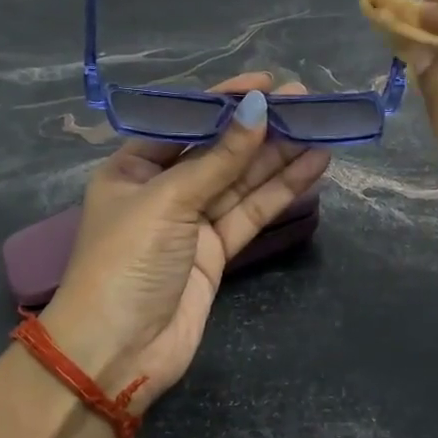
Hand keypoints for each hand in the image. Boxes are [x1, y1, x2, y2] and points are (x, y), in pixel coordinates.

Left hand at [44, 73, 330, 409]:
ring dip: (279, 155)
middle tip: (306, 101)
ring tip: (320, 126)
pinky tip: (313, 165)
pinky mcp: (216, 253)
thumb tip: (259, 109)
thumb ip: (218, 159)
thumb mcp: (167, 201)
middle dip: (260, 126)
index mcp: (133, 168)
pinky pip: (251, 212)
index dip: (224, 101)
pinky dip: (281, 190)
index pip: (185, 122)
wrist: (116, 354)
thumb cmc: (125, 263)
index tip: (265, 83)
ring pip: (241, 181)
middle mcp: (163, 190)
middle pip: (219, 150)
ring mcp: (192, 223)